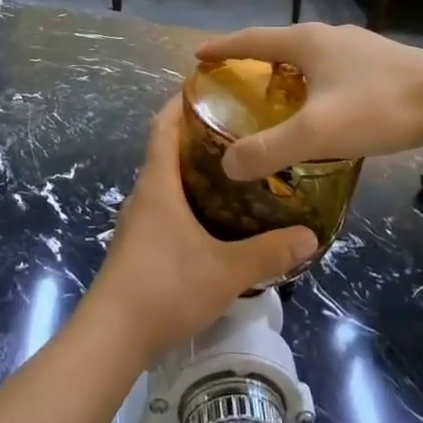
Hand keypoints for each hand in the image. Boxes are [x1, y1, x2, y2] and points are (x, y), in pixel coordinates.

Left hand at [84, 100, 316, 364]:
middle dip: (195, 134)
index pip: (163, 126)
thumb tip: (311, 236)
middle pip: (164, 150)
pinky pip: (163, 207)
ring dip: (191, 170)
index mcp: (158, 185)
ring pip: (164, 182)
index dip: (180, 102)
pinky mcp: (136, 246)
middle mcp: (143, 195)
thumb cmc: (165, 288)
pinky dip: (185, 199)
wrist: (111, 337)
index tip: (207, 86)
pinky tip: (212, 218)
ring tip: (232, 170)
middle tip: (237, 129)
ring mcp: (136, 222)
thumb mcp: (225, 271)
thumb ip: (269, 253)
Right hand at [194, 23, 422, 179]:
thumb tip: (228, 165)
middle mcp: (329, 35)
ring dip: (286, 67)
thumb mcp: (316, 134)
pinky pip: (333, 65)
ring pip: (310, 54)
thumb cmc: (377, 108)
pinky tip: (323, 101)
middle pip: (280, 42)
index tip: (198, 53)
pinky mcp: (383, 61)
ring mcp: (359, 46)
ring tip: (274, 89)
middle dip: (253, 56)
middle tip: (233, 76)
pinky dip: (313, 78)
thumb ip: (268, 150)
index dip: (222, 47)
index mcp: (307, 42)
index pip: (251, 39)